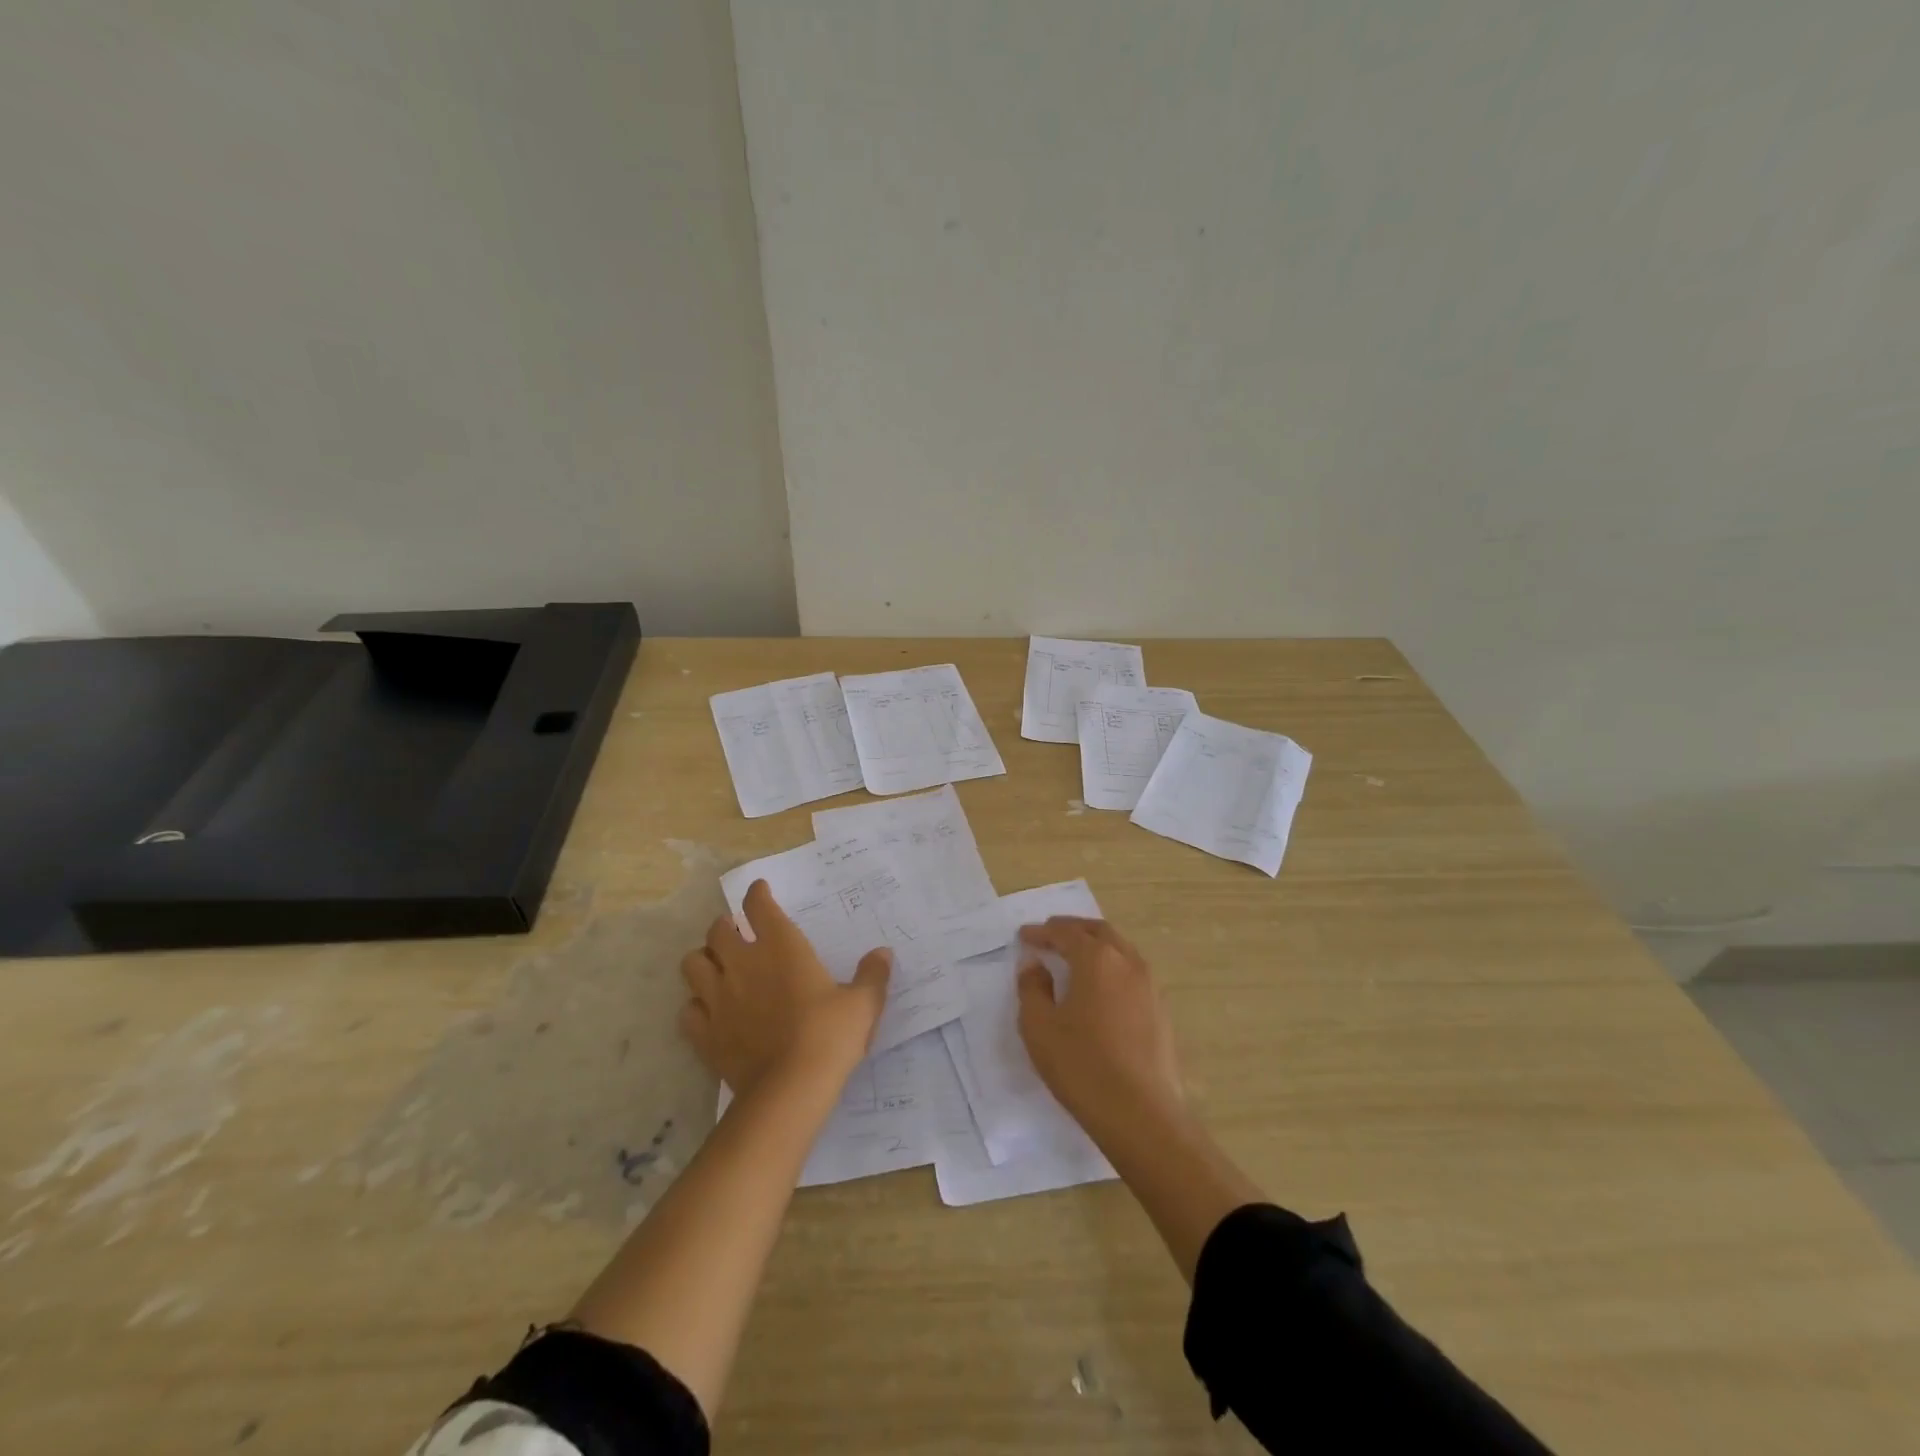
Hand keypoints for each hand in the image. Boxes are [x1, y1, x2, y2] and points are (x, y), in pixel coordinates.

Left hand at [680, 880, 891, 1093]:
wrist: (790, 1090)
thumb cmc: (829, 1036)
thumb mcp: (862, 1004)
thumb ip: (872, 975)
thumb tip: (882, 953)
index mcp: (781, 947)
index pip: (759, 906)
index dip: (757, 894)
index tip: (760, 891)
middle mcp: (742, 964)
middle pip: (717, 930)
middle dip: (725, 926)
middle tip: (739, 933)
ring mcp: (718, 999)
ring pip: (692, 964)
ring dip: (704, 960)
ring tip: (718, 968)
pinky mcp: (705, 1034)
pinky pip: (688, 1010)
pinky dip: (697, 1006)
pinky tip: (710, 1012)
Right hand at [1016, 917, 1184, 1125]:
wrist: (1141, 1114)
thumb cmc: (1082, 1065)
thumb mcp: (1039, 1027)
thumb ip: (1032, 988)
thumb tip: (1034, 964)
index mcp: (1097, 959)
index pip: (1066, 933)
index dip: (1042, 932)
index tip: (1024, 936)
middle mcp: (1127, 962)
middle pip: (1098, 931)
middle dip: (1072, 929)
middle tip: (1050, 934)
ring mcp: (1149, 985)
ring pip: (1120, 949)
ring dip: (1095, 945)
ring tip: (1075, 956)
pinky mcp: (1160, 1010)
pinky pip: (1132, 972)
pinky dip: (1112, 966)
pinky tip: (1101, 987)